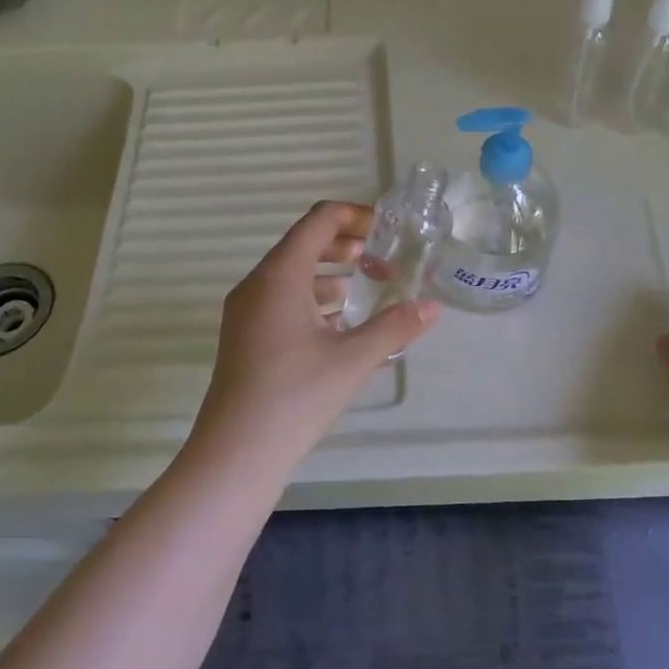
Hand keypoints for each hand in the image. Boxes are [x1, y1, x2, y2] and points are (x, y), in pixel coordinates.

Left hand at [193, 201, 439, 464]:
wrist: (236, 452)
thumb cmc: (296, 395)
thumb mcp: (353, 359)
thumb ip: (395, 327)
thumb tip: (432, 307)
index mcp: (279, 275)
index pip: (318, 221)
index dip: (354, 215)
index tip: (386, 230)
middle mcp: (257, 284)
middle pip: (303, 244)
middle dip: (344, 246)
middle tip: (381, 262)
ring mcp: (245, 312)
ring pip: (291, 275)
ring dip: (328, 275)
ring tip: (363, 291)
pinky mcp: (244, 337)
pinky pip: (280, 301)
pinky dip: (311, 301)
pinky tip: (338, 327)